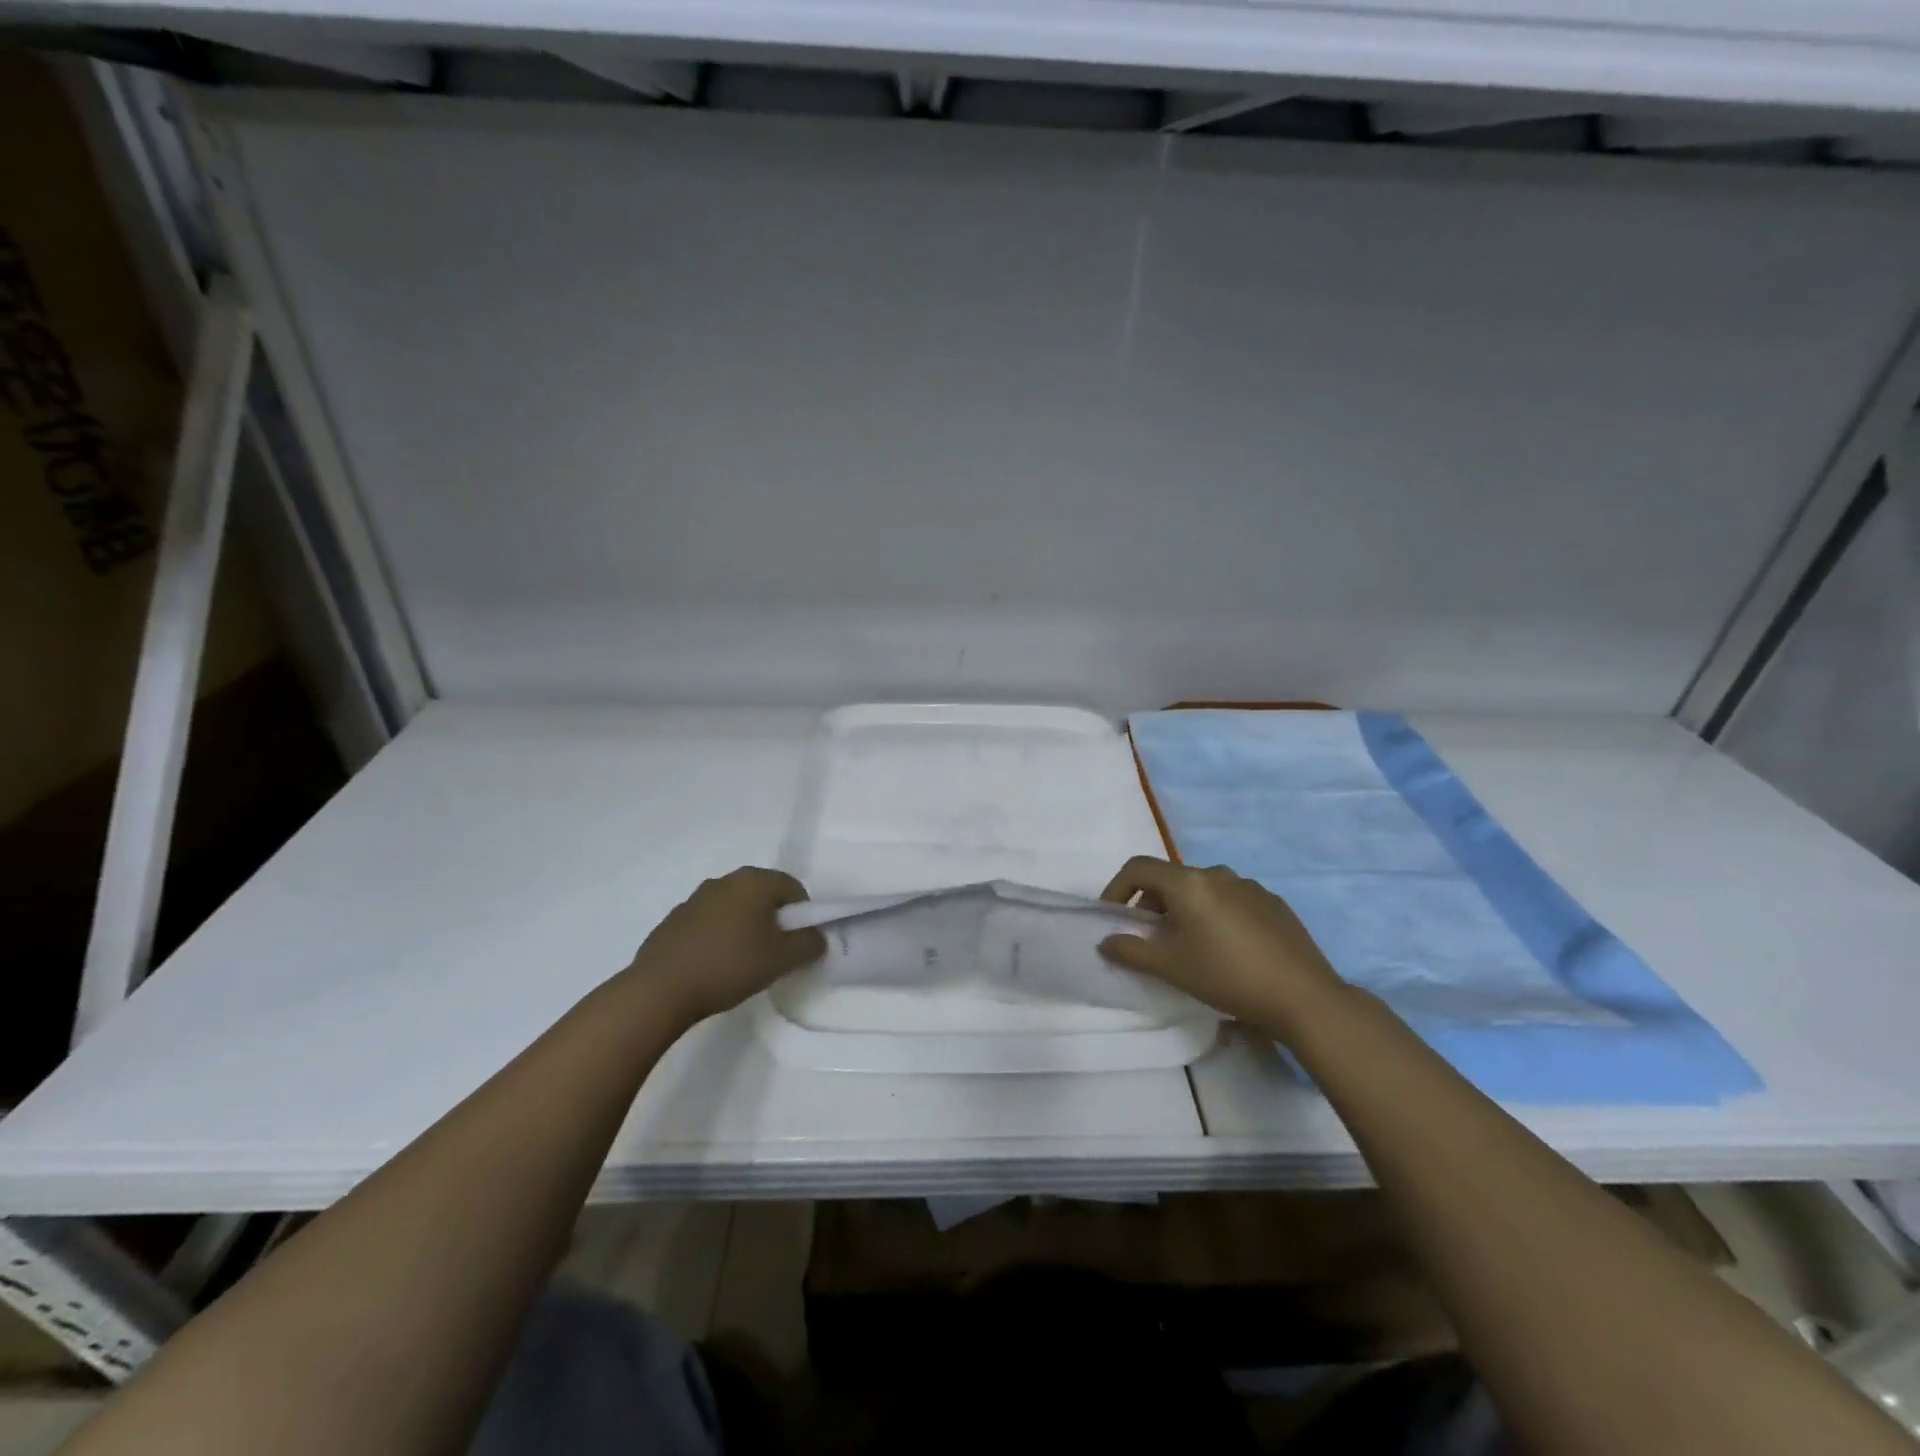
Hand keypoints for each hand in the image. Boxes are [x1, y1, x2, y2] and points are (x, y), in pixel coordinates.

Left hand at [627, 867, 824, 1026]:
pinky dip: (718, 937)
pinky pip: (709, 922)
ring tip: (743, 962)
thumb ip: (809, 944)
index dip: (803, 914)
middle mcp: (725, 880)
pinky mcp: (674, 920)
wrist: (660, 989)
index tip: (798, 943)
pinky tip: (714, 966)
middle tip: (775, 953)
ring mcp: (695, 898)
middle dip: (774, 920)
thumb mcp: (782, 959)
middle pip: (763, 894)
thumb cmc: (730, 966)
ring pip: (734, 908)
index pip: (793, 887)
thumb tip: (818, 936)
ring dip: (745, 927)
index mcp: (754, 881)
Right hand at [1098, 856, 1349, 1038]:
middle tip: (1150, 939)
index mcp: (1188, 882)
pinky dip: (1215, 915)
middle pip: (1170, 878)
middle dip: (1151, 904)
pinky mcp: (1273, 903)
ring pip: (1202, 890)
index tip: (1113, 917)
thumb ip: (1130, 950)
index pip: (1138, 867)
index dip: (1116, 888)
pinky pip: (1231, 900)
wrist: (1303, 997)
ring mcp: (1249, 886)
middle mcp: (1217, 874)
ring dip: (1184, 910)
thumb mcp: (1170, 967)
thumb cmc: (1227, 976)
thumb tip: (1106, 940)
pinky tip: (1227, 949)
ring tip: (1189, 945)